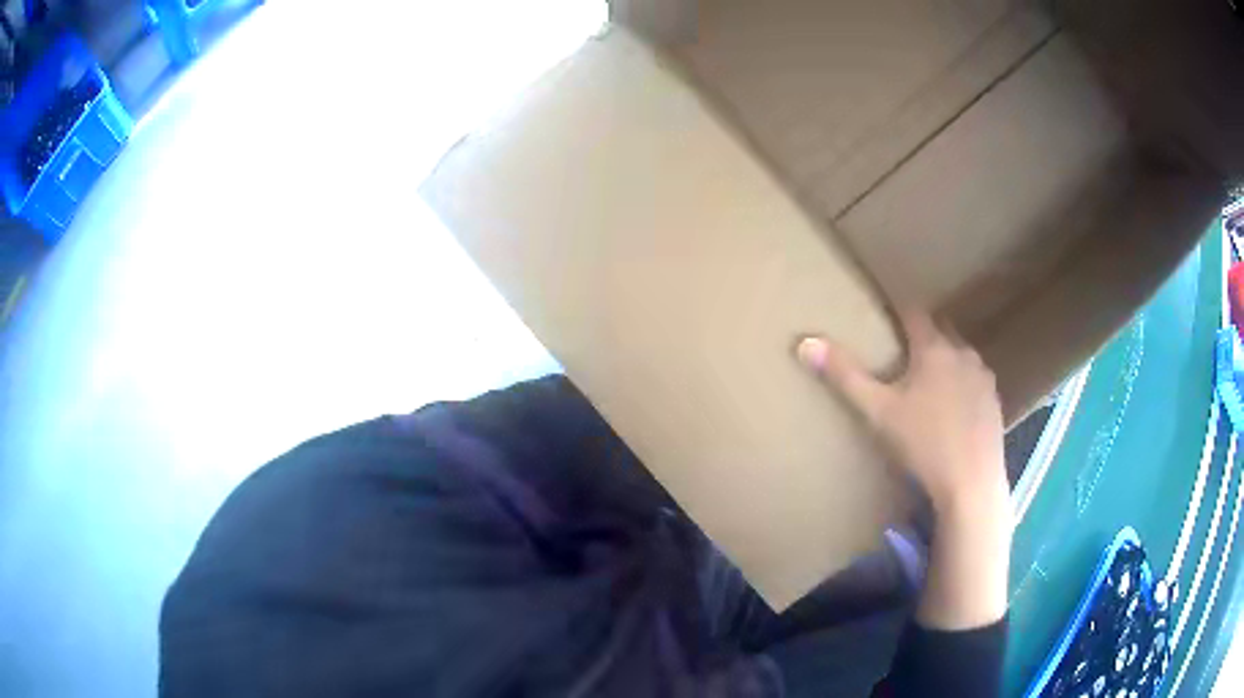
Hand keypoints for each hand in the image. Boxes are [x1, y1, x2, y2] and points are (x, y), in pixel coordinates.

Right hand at [795, 309, 1007, 516]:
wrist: (971, 482)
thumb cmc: (924, 443)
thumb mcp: (878, 412)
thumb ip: (845, 376)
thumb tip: (805, 342)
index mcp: (934, 349)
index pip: (914, 313)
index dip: (899, 308)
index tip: (887, 307)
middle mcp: (963, 354)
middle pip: (941, 331)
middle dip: (923, 335)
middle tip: (904, 349)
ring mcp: (983, 378)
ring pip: (961, 356)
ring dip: (945, 360)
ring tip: (929, 379)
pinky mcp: (994, 402)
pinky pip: (975, 381)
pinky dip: (962, 384)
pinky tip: (954, 409)